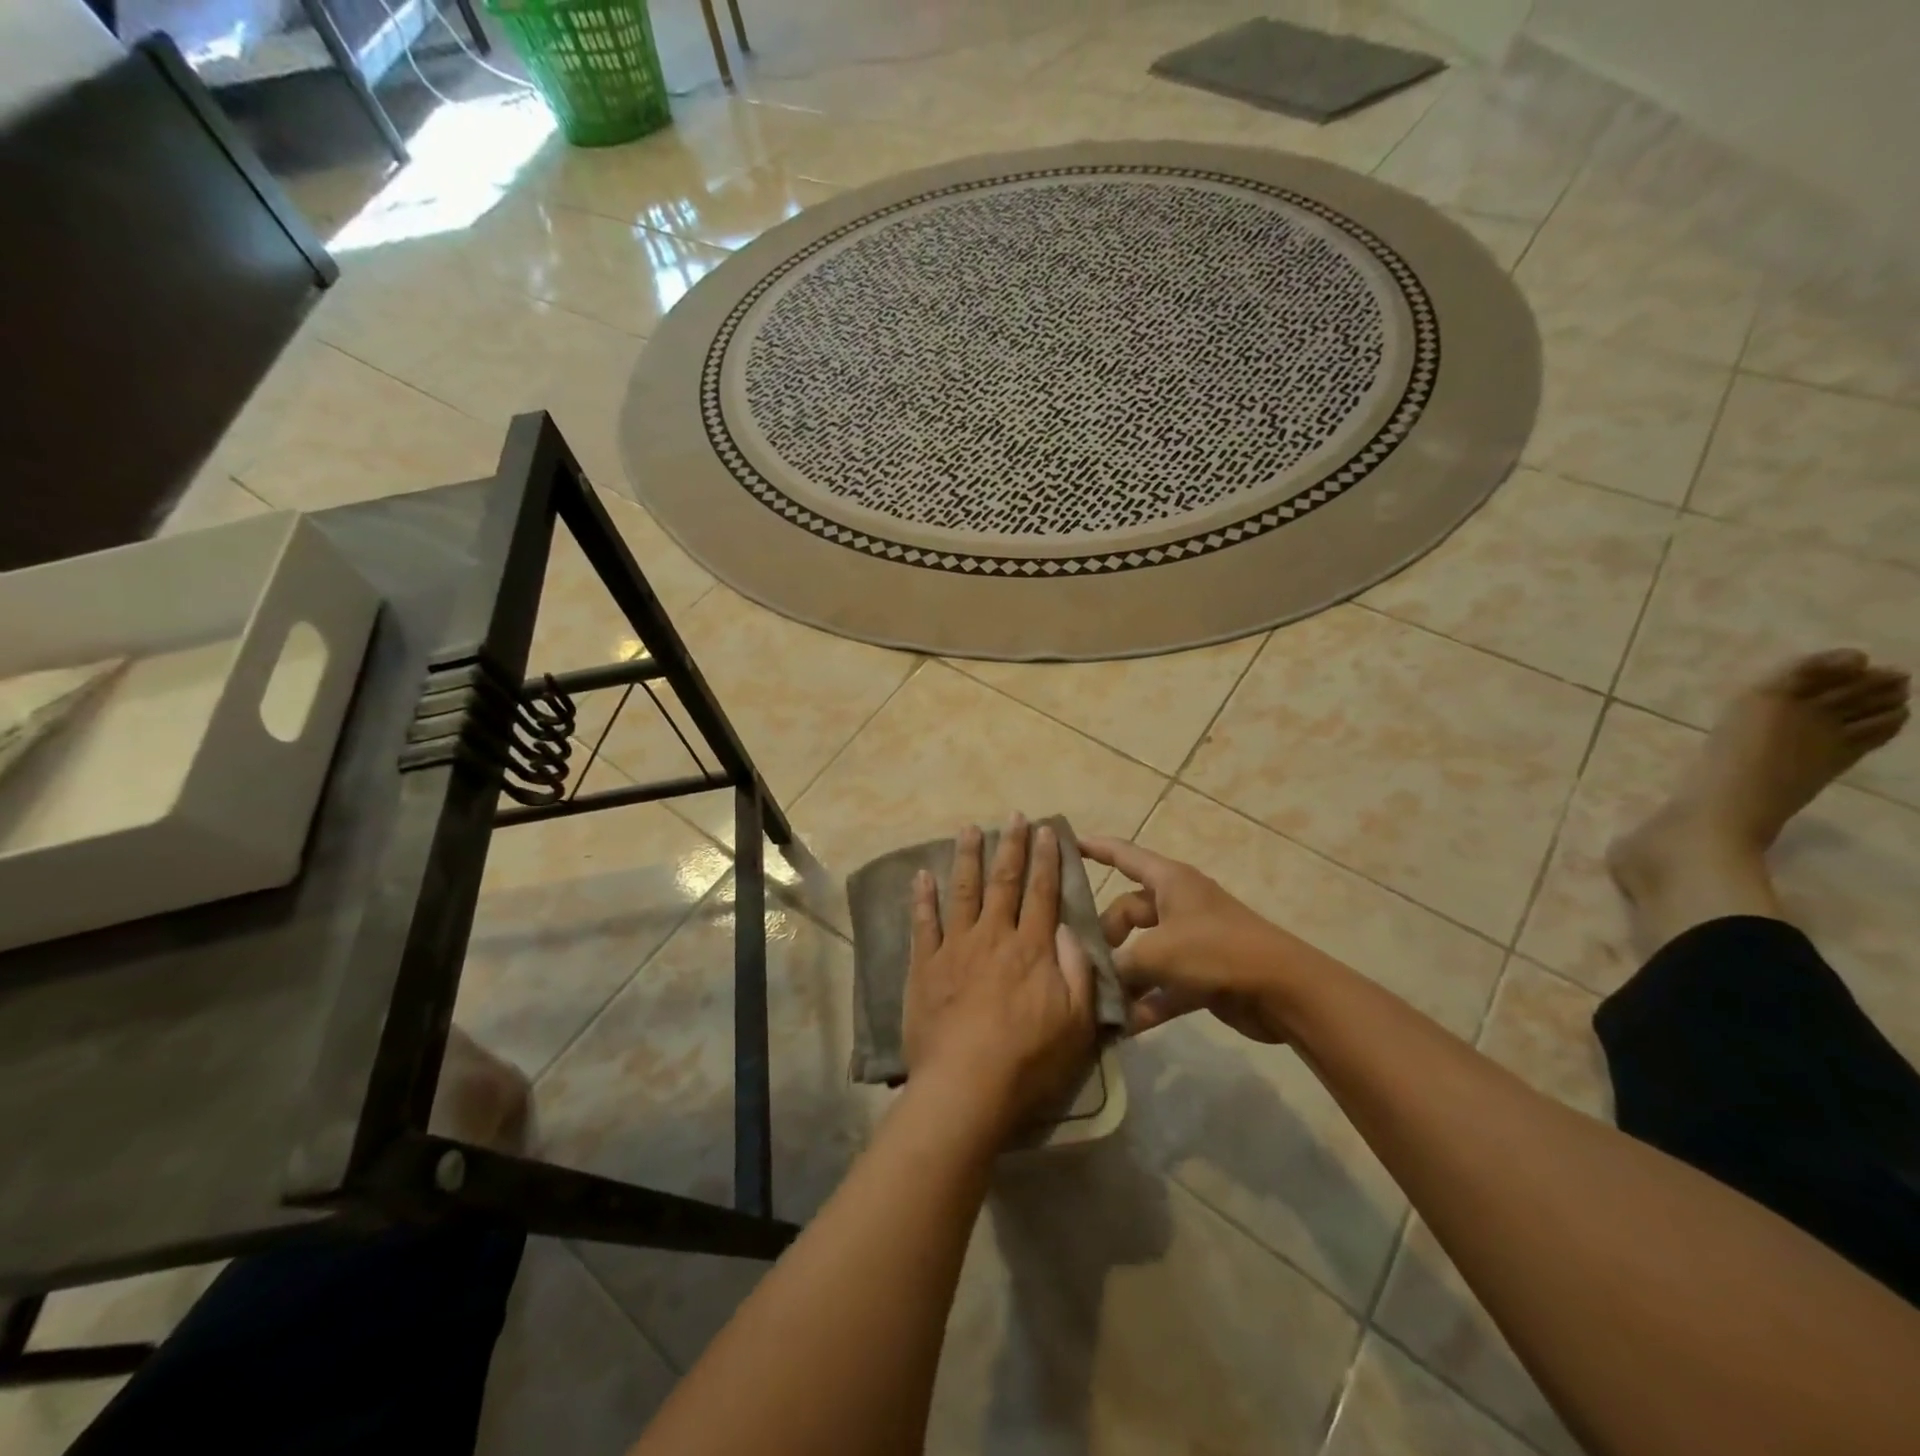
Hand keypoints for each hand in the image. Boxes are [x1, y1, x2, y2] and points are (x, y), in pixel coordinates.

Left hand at [904, 817, 1096, 1132]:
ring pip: (963, 891)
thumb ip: (1076, 970)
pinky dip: (922, 897)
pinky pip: (923, 923)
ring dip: (967, 857)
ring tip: (968, 829)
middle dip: (1011, 846)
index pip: (1043, 893)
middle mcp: (994, 936)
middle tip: (1013, 816)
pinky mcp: (925, 966)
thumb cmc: (1029, 1060)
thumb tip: (1065, 927)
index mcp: (1032, 948)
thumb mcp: (1077, 1022)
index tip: (1047, 830)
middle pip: (1004, 882)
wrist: (966, 1086)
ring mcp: (955, 948)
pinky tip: (922, 875)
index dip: (1047, 859)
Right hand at [1080, 836, 1292, 1042]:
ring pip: (1144, 952)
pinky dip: (1147, 1002)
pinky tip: (1126, 1025)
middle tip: (1085, 960)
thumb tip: (1094, 977)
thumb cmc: (1216, 951)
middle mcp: (1178, 905)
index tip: (1067, 843)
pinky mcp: (1202, 975)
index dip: (1096, 848)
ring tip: (1097, 997)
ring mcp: (1191, 941)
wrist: (1282, 990)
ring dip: (1125, 975)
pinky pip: (1164, 985)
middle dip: (1106, 935)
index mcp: (1169, 882)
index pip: (1124, 855)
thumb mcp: (1157, 953)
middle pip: (1128, 911)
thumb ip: (1119, 965)